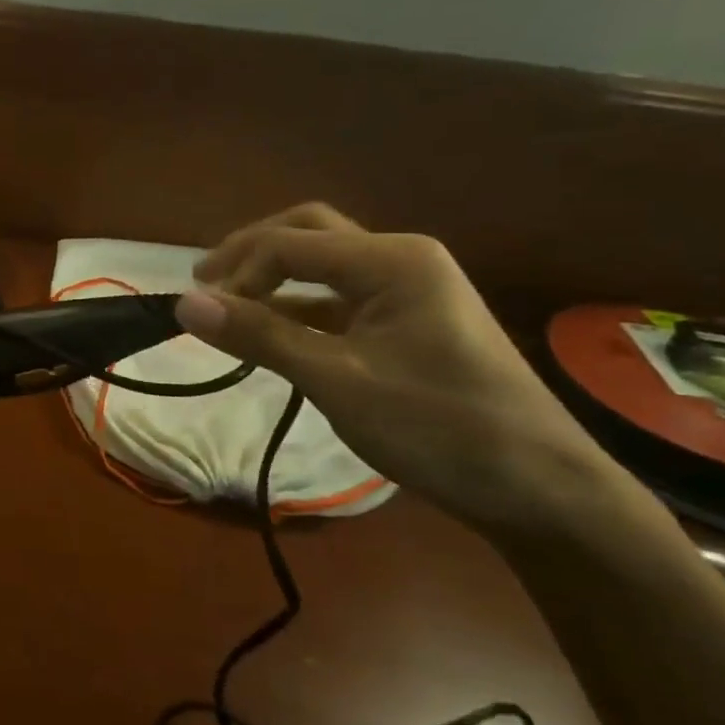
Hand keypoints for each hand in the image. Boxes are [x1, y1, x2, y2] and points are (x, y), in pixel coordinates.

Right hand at [175, 204, 625, 531]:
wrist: (540, 490)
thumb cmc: (439, 427)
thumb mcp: (337, 380)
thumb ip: (259, 336)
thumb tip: (184, 304)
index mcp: (392, 260)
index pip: (289, 244)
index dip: (236, 273)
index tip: (200, 314)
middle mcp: (400, 260)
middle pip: (307, 234)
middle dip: (251, 253)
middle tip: (205, 283)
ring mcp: (406, 291)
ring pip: (321, 265)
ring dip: (272, 280)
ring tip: (226, 306)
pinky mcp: (405, 323)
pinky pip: (336, 300)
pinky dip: (296, 308)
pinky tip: (270, 332)